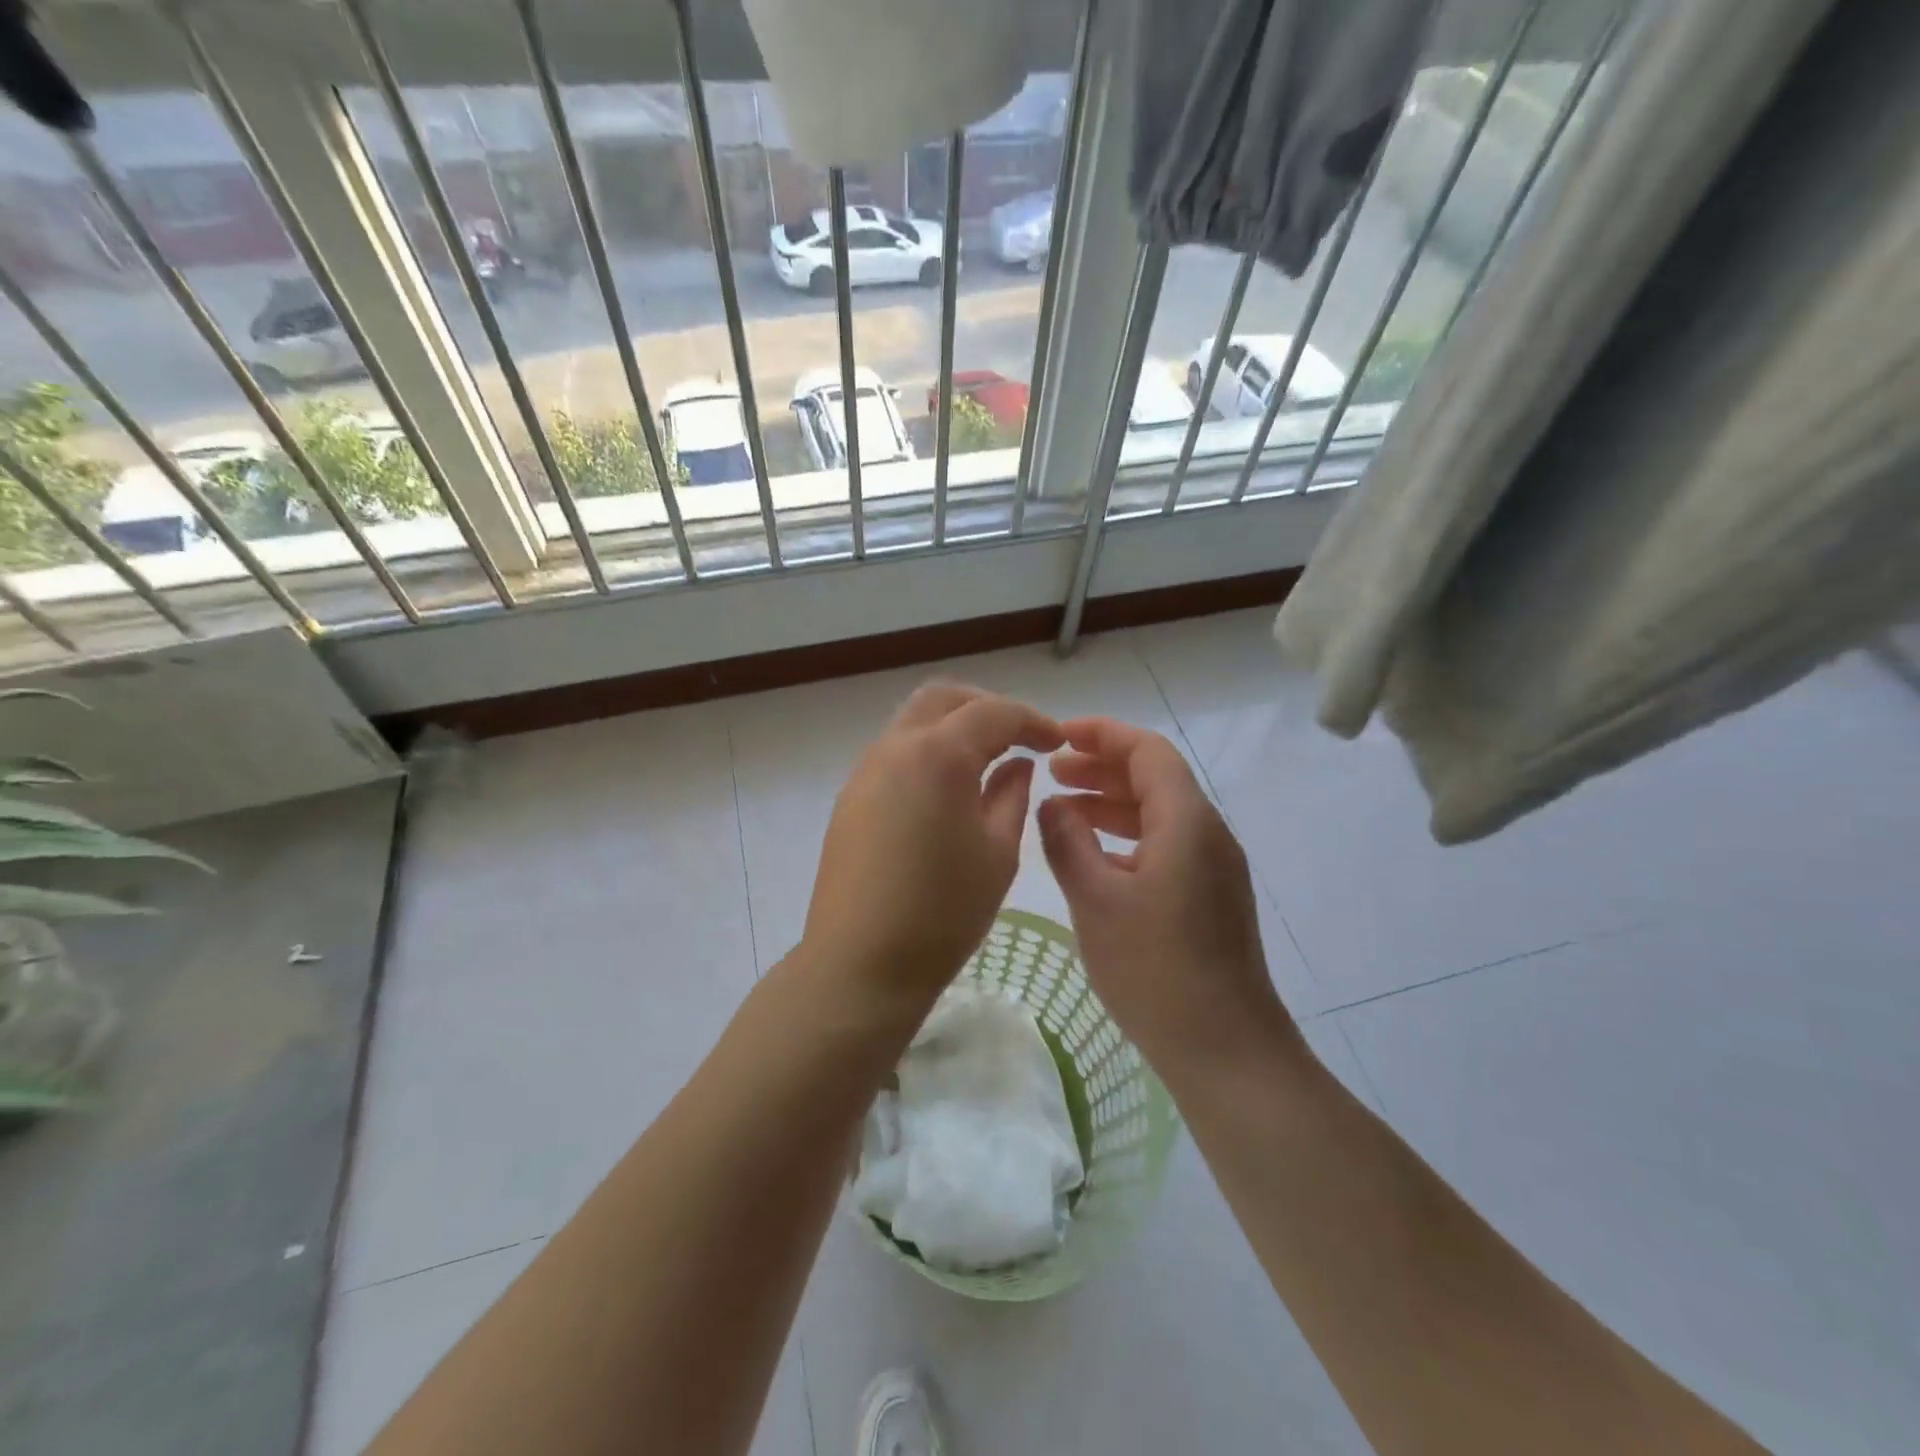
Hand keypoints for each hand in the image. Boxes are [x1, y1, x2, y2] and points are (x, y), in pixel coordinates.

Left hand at [802, 681, 1063, 1009]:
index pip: (993, 713)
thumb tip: (1017, 764)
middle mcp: (894, 748)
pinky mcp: (851, 797)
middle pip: (944, 699)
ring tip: (987, 762)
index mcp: (937, 756)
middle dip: (987, 708)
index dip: (1032, 721)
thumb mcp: (997, 853)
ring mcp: (865, 771)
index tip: (1056, 741)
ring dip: (954, 727)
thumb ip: (1012, 795)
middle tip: (1019, 738)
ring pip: (914, 721)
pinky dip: (928, 751)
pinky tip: (948, 790)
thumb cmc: (943, 913)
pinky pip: (895, 752)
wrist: (861, 964)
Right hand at [1038, 717, 1294, 1078]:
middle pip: (1155, 777)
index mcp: (1186, 821)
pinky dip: (1128, 837)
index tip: (1057, 737)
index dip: (1102, 734)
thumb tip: (1052, 804)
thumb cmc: (1155, 969)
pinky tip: (1094, 857)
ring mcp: (1215, 867)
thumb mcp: (1095, 900)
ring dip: (1113, 803)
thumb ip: (1067, 842)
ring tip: (1063, 809)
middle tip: (1053, 772)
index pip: (1147, 751)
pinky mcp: (1212, 897)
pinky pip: (1168, 845)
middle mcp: (1208, 833)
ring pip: (1160, 813)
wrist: (1225, 1049)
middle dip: (1102, 767)